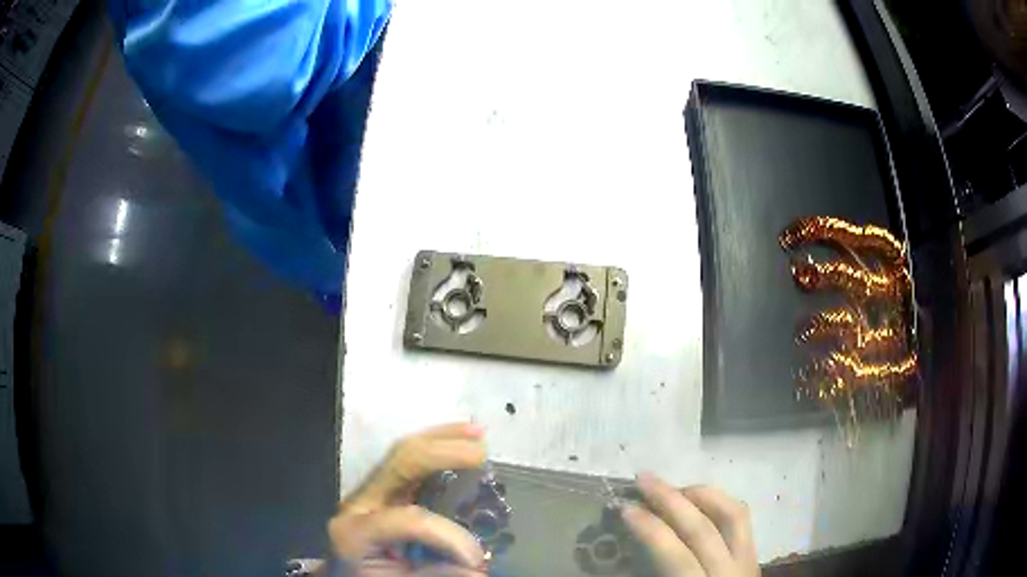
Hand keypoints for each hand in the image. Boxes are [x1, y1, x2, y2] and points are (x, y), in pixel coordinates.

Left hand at [327, 423, 488, 575]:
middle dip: (444, 453)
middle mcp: (358, 502)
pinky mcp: (381, 488)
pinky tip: (459, 438)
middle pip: (400, 462)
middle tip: (482, 454)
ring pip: (403, 451)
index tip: (476, 560)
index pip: (408, 520)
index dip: (447, 536)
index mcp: (355, 532)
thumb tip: (479, 569)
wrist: (348, 575)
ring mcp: (368, 491)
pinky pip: (408, 459)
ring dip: (443, 438)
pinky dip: (436, 445)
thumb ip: (435, 574)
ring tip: (477, 433)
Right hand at [622, 473, 758, 576]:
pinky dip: (720, 502)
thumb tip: (619, 556)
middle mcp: (728, 572)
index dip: (649, 529)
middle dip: (670, 500)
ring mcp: (747, 561)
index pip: (675, 555)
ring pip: (732, 515)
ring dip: (700, 495)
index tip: (625, 509)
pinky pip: (742, 518)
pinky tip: (700, 499)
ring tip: (673, 487)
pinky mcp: (754, 554)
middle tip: (643, 479)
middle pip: (703, 529)